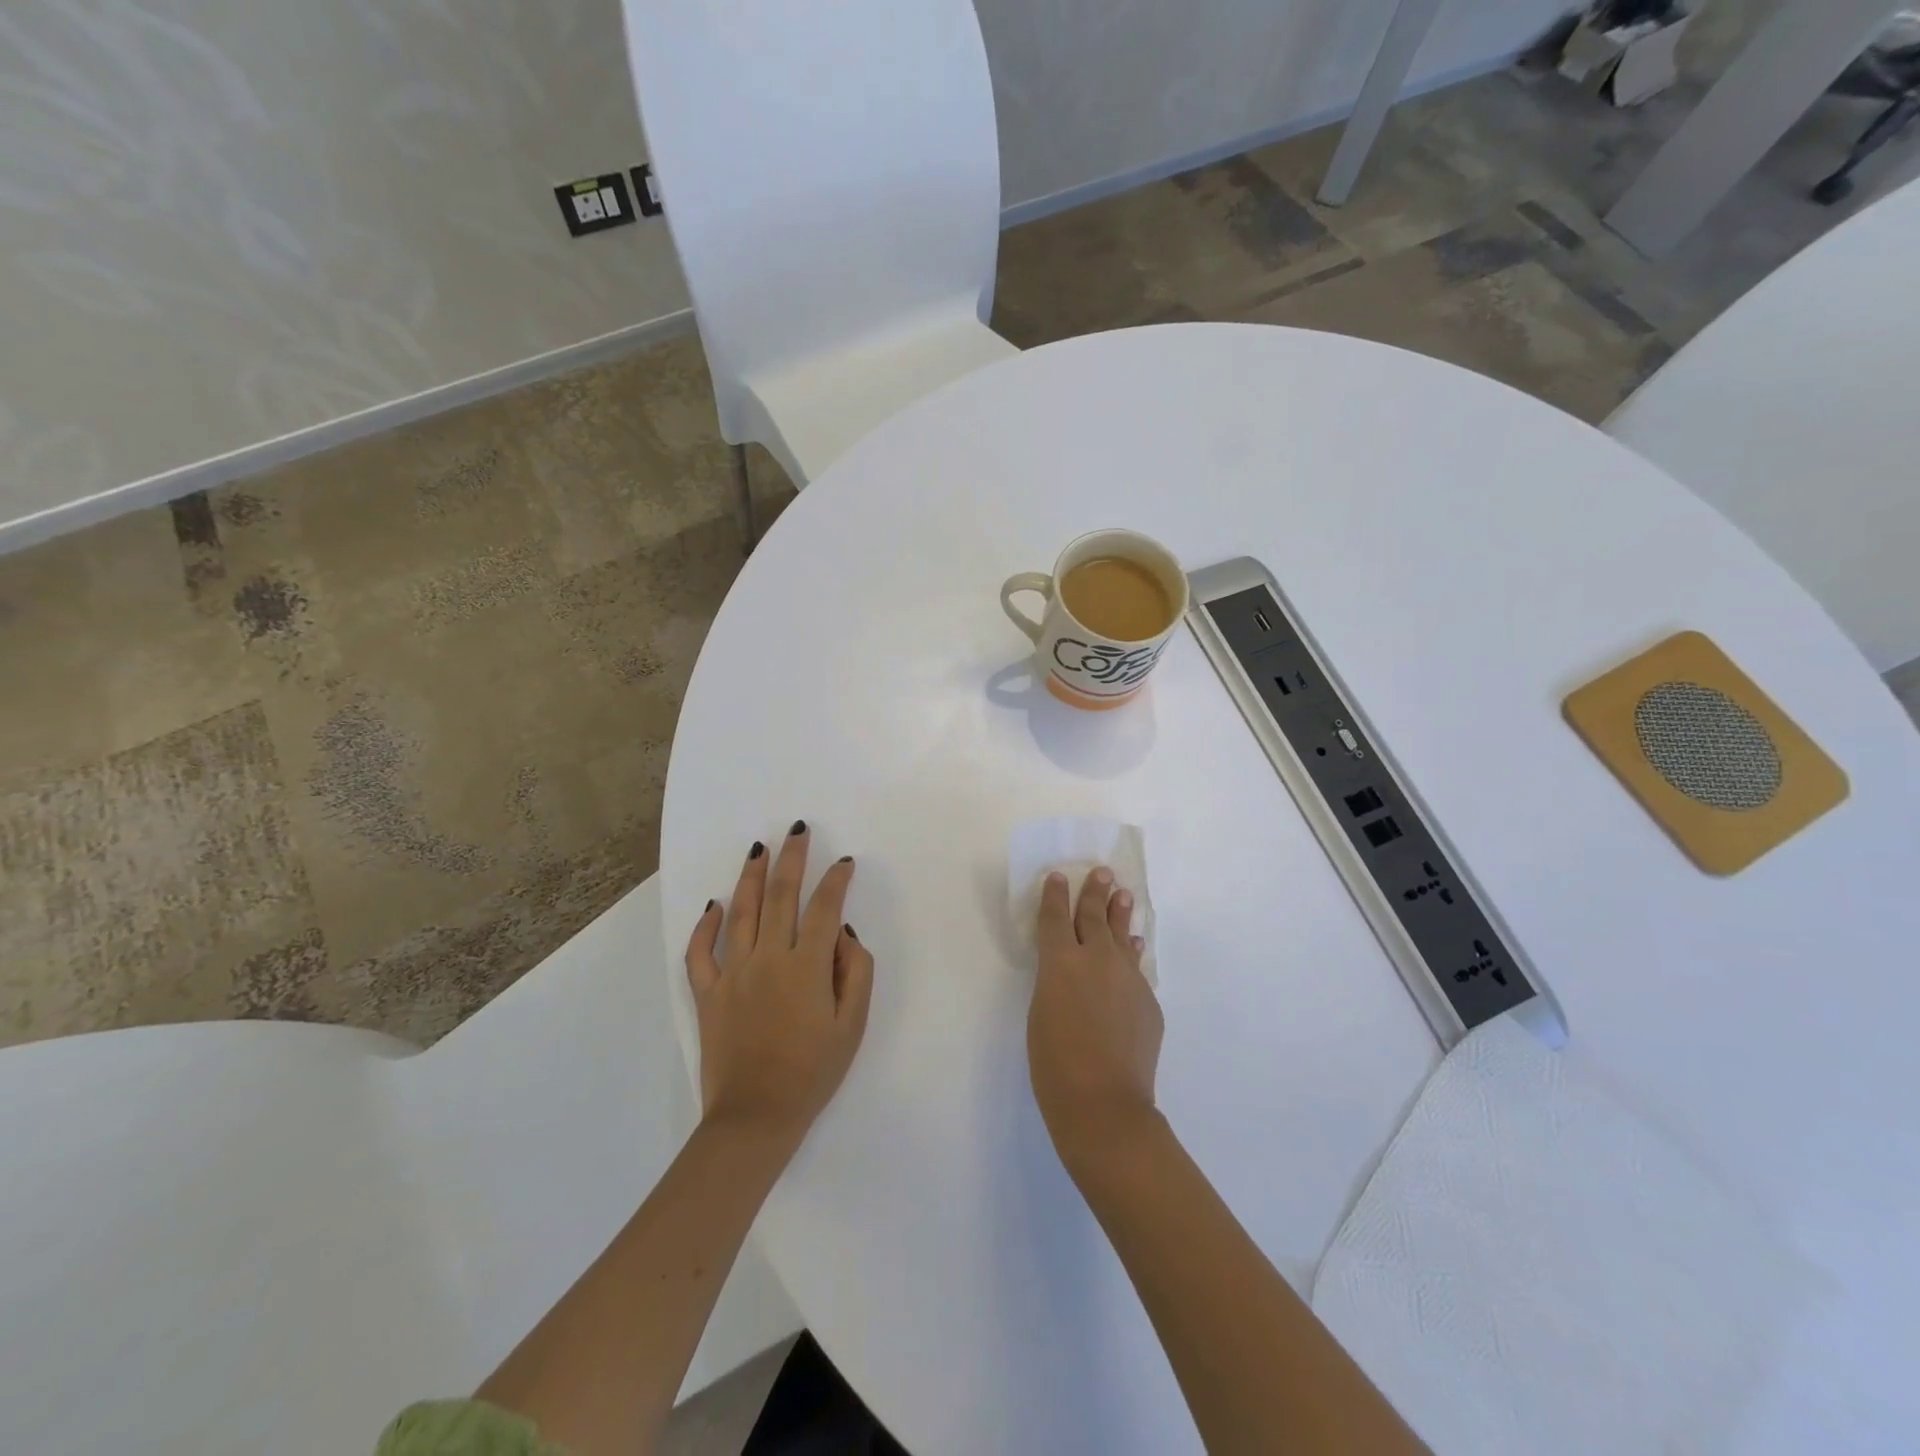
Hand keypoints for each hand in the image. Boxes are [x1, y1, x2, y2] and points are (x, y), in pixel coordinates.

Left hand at [686, 821, 874, 1144]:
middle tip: (797, 830)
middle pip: (780, 895)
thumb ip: (856, 971)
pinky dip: (704, 926)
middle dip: (792, 858)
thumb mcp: (853, 1025)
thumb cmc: (814, 1071)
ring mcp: (733, 973)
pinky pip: (700, 953)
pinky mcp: (708, 994)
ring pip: (741, 912)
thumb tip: (843, 932)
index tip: (844, 863)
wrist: (756, 1117)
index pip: (824, 907)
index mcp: (807, 965)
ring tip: (759, 849)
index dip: (836, 880)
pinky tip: (712, 905)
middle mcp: (768, 958)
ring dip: (751, 876)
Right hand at [1028, 868, 1164, 1169]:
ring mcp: (1128, 978)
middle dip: (1095, 892)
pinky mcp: (1149, 1000)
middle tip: (1102, 872)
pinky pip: (1136, 969)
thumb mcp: (1041, 1012)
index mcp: (1061, 961)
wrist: (1104, 1102)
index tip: (1058, 876)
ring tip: (1124, 895)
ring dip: (1120, 914)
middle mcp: (1097, 959)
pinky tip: (1134, 949)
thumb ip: (1056, 982)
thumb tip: (1072, 971)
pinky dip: (1131, 955)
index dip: (1055, 895)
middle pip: (1095, 916)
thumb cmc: (1054, 1063)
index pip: (1056, 917)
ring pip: (1123, 936)